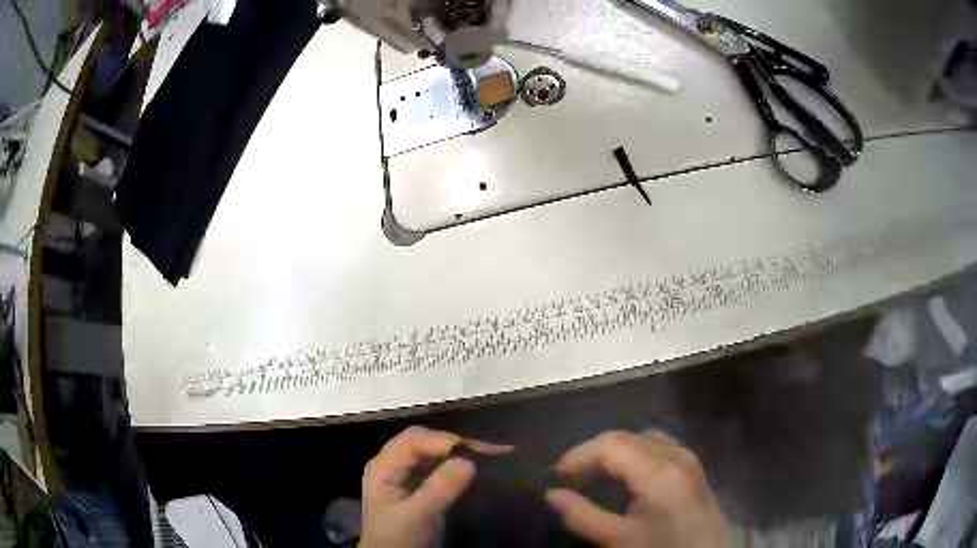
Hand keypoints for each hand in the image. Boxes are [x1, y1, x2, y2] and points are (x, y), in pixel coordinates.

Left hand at [359, 426, 501, 547]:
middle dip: (454, 443)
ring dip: (459, 453)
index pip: (414, 440)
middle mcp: (393, 465)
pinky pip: (438, 468)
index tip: (476, 452)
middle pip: (424, 442)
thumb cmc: (395, 538)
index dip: (444, 441)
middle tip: (489, 452)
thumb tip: (469, 461)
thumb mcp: (415, 515)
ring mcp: (405, 476)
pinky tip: (476, 469)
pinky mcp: (419, 489)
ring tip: (489, 456)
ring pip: (433, 453)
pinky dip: (457, 466)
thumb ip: (438, 489)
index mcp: (383, 466)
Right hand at [546, 431, 728, 547]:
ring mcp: (688, 457)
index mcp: (659, 471)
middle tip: (571, 477)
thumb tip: (551, 494)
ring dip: (615, 452)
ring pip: (642, 439)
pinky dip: (635, 453)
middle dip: (594, 452)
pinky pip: (658, 446)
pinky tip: (626, 475)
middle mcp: (675, 454)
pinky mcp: (692, 466)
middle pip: (626, 437)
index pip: (611, 445)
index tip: (557, 475)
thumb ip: (583, 516)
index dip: (579, 454)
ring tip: (594, 475)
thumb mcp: (619, 539)